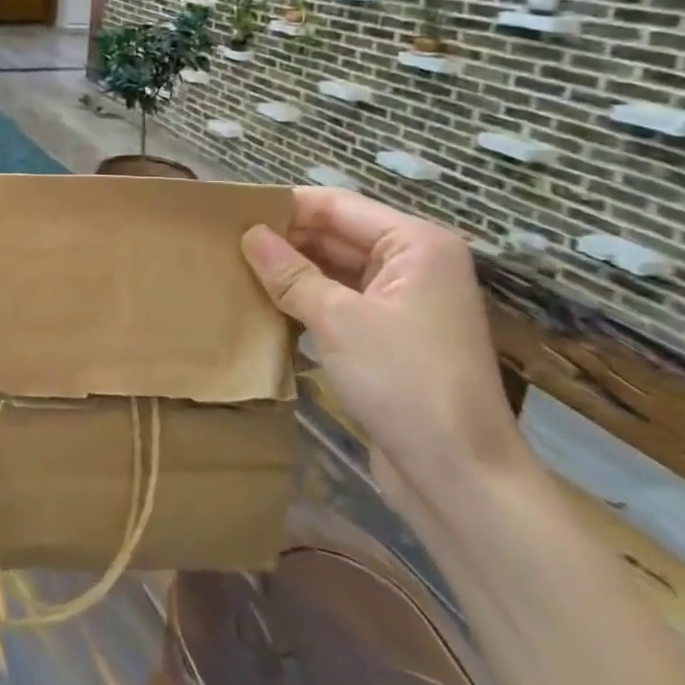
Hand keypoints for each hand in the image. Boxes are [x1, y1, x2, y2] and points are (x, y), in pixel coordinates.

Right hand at [240, 189, 529, 513]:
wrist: (461, 479)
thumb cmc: (405, 383)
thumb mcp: (338, 320)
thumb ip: (290, 273)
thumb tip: (249, 233)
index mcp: (415, 244)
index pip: (336, 205)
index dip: (284, 207)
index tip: (229, 212)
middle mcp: (413, 264)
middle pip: (336, 235)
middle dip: (284, 240)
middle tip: (223, 243)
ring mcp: (403, 302)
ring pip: (334, 270)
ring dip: (291, 272)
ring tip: (233, 268)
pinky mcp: (390, 337)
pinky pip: (340, 302)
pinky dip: (305, 301)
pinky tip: (263, 305)